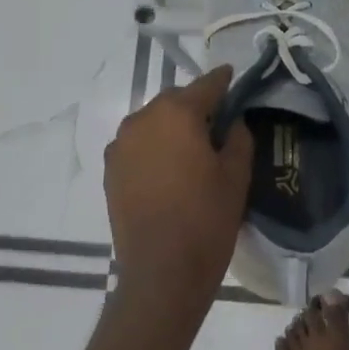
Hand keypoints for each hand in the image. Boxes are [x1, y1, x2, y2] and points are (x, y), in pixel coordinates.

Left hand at [104, 65, 253, 326]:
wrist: (161, 272)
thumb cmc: (206, 219)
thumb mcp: (236, 175)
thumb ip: (238, 137)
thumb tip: (232, 122)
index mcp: (177, 113)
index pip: (206, 85)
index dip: (223, 81)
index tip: (233, 77)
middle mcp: (142, 119)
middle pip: (175, 101)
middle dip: (196, 106)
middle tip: (218, 124)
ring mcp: (120, 145)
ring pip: (153, 122)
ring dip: (172, 127)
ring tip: (192, 149)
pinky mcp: (110, 170)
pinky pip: (137, 145)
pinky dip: (154, 147)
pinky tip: (169, 168)